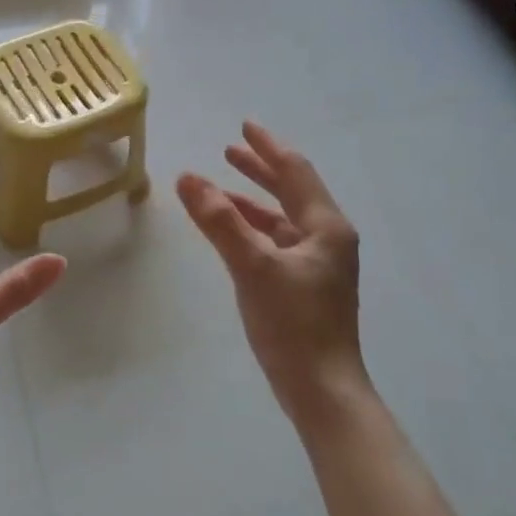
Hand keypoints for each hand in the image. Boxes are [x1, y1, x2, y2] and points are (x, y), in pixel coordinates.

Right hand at [177, 123, 371, 433]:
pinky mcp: (305, 287)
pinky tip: (232, 234)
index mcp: (326, 227)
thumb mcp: (253, 267)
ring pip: (282, 219)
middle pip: (292, 191)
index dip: (267, 147)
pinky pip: (277, 243)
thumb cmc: (293, 325)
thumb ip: (220, 221)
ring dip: (252, 201)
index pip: (295, 172)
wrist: (321, 389)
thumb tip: (188, 178)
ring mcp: (318, 264)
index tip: (244, 126)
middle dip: (260, 170)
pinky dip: (253, 230)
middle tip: (229, 149)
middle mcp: (328, 239)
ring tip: (220, 189)